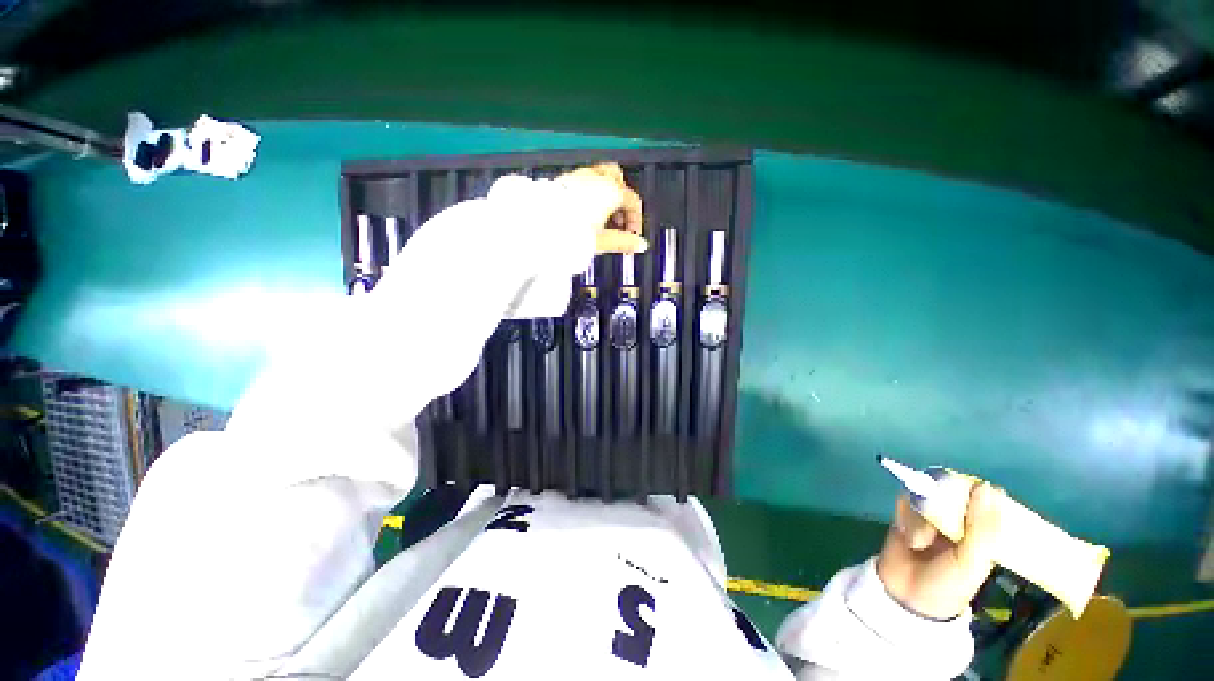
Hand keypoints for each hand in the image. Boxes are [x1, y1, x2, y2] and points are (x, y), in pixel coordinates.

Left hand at [555, 163, 646, 253]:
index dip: (635, 220)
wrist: (541, 226)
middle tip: (619, 221)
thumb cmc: (570, 231)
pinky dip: (589, 195)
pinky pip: (583, 182)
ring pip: (600, 178)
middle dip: (622, 200)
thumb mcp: (603, 241)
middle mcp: (596, 178)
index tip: (631, 236)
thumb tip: (639, 245)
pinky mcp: (564, 181)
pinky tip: (585, 214)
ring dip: (605, 196)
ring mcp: (579, 177)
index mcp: (610, 190)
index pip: (632, 201)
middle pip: (618, 180)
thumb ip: (624, 242)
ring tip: (602, 219)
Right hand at [876, 482, 1002, 619]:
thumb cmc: (948, 584)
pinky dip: (905, 517)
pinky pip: (905, 501)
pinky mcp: (905, 514)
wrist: (907, 596)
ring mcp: (930, 516)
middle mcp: (957, 519)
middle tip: (938, 523)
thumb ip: (981, 526)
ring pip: (925, 496)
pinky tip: (907, 536)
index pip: (984, 498)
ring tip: (919, 542)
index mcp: (982, 531)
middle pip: (951, 492)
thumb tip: (987, 486)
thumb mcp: (972, 560)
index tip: (968, 494)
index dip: (976, 493)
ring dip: (920, 518)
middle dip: (941, 505)